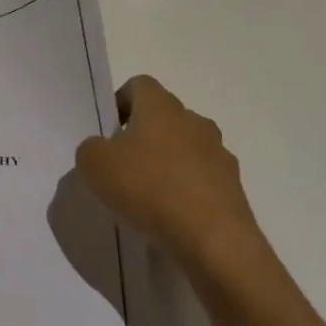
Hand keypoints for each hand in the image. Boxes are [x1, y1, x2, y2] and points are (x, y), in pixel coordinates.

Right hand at [75, 76, 276, 296]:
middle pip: (165, 117)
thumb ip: (91, 148)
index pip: (139, 85)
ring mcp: (219, 155)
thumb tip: (102, 149)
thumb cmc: (148, 188)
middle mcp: (195, 122)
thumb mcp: (94, 164)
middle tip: (122, 165)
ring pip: (186, 149)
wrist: (212, 240)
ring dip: (168, 164)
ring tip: (147, 196)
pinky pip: (202, 181)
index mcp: (161, 107)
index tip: (108, 130)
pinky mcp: (234, 189)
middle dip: (144, 135)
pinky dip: (185, 192)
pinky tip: (170, 217)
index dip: (120, 102)